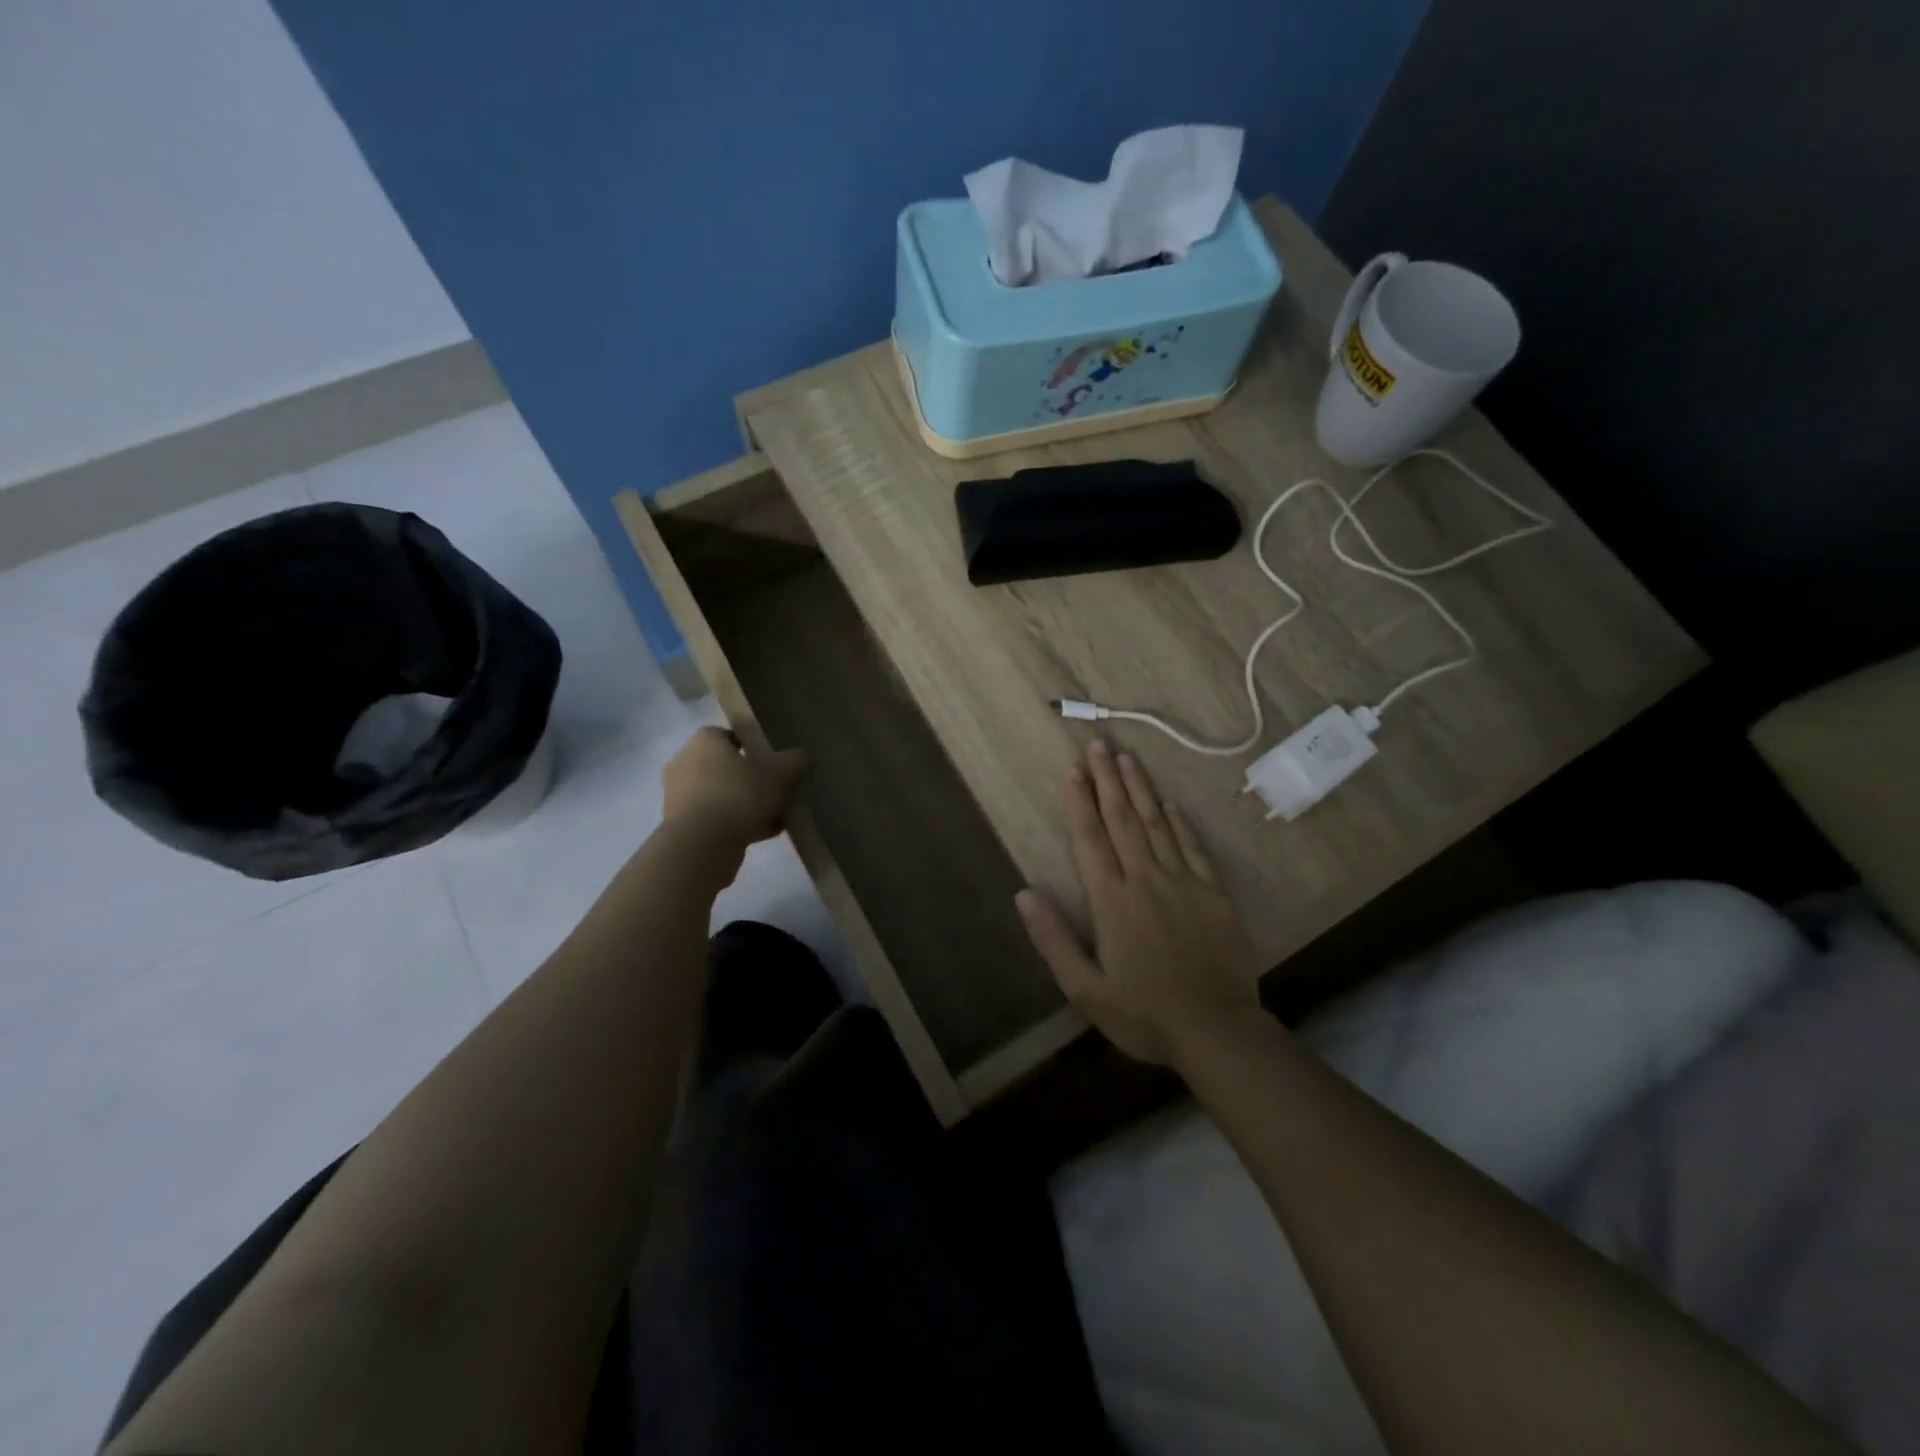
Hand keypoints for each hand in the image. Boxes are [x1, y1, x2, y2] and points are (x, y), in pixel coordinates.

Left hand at [661, 727, 808, 848]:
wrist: (701, 846)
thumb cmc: (739, 796)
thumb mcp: (780, 774)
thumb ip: (796, 760)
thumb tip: (804, 756)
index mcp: (704, 741)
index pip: (731, 734)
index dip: (755, 745)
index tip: (774, 761)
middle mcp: (685, 763)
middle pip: (728, 766)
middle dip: (753, 778)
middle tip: (778, 790)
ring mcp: (679, 796)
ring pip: (723, 794)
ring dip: (747, 804)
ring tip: (776, 817)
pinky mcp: (681, 825)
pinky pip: (716, 818)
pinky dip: (737, 823)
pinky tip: (764, 834)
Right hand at [1016, 739, 1264, 1067]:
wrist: (1218, 1031)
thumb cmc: (1144, 1014)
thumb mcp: (1086, 989)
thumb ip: (1054, 940)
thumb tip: (1023, 894)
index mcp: (1112, 901)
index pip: (1090, 840)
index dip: (1078, 802)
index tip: (1071, 769)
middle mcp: (1146, 881)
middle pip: (1123, 820)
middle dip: (1107, 779)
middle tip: (1098, 743)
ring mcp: (1184, 883)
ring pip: (1158, 825)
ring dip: (1140, 789)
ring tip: (1127, 757)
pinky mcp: (1214, 894)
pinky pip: (1193, 848)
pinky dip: (1180, 823)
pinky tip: (1171, 803)